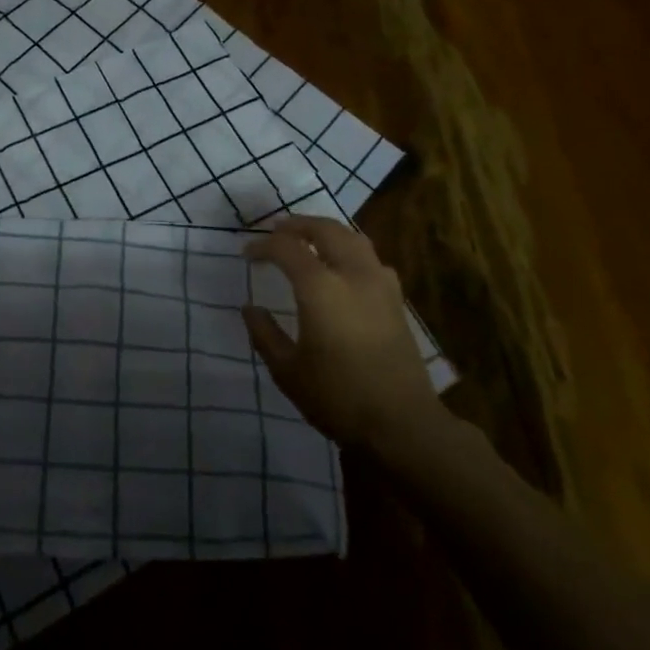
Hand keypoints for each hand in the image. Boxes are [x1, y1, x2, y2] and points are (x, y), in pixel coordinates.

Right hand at [243, 215, 450, 464]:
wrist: (402, 424)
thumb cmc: (338, 397)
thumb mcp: (287, 370)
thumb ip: (265, 334)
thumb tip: (251, 309)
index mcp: (321, 287)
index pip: (286, 248)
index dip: (263, 246)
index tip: (247, 255)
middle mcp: (353, 274)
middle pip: (325, 229)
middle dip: (297, 225)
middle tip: (276, 231)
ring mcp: (380, 284)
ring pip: (353, 238)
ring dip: (326, 232)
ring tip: (308, 241)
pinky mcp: (396, 299)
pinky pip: (370, 258)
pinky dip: (350, 250)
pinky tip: (342, 268)